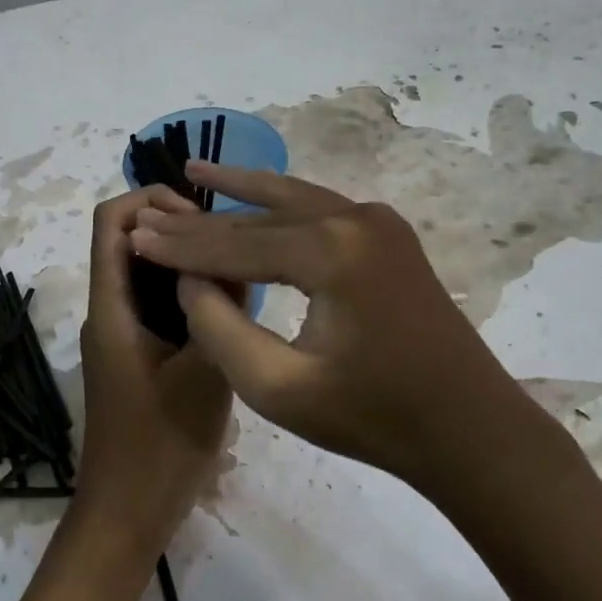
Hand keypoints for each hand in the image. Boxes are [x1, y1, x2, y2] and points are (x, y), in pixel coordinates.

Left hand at [72, 186, 233, 567]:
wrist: (127, 513)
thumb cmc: (162, 445)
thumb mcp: (206, 374)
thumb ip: (221, 313)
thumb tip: (237, 261)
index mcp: (112, 308)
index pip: (111, 222)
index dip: (150, 200)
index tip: (202, 216)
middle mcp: (107, 313)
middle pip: (128, 243)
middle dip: (175, 229)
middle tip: (233, 243)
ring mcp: (118, 337)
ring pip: (144, 276)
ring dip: (183, 264)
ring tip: (239, 269)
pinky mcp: (133, 359)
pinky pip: (154, 308)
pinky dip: (184, 296)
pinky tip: (227, 311)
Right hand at [129, 163, 548, 492]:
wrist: (468, 428)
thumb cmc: (372, 418)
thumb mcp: (276, 387)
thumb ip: (219, 328)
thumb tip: (190, 280)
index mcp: (332, 252)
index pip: (236, 243)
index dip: (180, 246)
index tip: (133, 238)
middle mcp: (357, 219)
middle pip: (261, 217)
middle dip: (203, 221)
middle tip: (151, 213)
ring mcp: (379, 223)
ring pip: (292, 202)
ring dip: (242, 193)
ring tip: (197, 171)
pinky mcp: (389, 237)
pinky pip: (319, 212)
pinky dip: (280, 206)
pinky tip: (256, 196)